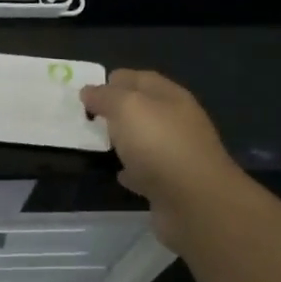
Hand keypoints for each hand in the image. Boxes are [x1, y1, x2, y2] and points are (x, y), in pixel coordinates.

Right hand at [81, 69, 240, 244]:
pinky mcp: (172, 183)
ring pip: (144, 139)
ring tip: (96, 143)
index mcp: (169, 97)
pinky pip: (146, 170)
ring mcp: (176, 153)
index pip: (139, 78)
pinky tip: (118, 173)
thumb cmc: (159, 145)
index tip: (85, 92)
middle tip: (85, 117)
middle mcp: (176, 121)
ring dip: (123, 139)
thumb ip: (105, 96)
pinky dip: (132, 169)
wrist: (195, 203)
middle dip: (116, 110)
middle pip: (142, 108)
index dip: (113, 80)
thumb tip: (88, 91)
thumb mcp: (127, 108)